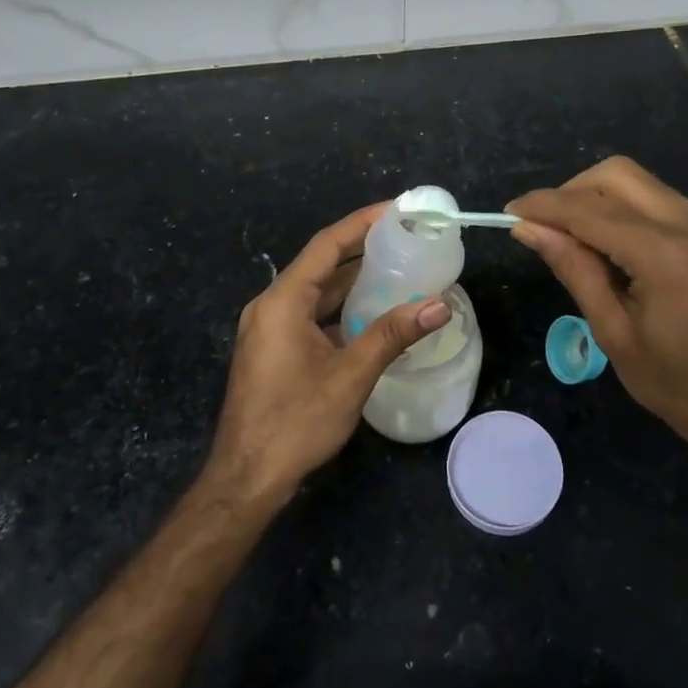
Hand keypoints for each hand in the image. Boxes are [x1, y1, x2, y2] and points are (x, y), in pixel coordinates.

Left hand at [208, 203, 451, 502]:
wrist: (247, 478)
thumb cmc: (295, 422)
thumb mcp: (350, 376)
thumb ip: (393, 334)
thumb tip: (440, 305)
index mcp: (282, 301)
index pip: (326, 245)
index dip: (361, 223)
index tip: (395, 209)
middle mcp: (271, 306)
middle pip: (321, 264)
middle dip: (361, 249)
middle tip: (404, 238)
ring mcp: (268, 328)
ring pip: (316, 291)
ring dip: (352, 280)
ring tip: (396, 267)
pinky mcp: (273, 349)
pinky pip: (310, 313)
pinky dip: (340, 307)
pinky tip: (371, 312)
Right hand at [508, 157, 687, 454]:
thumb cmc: (679, 384)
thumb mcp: (615, 333)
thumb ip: (574, 270)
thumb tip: (529, 229)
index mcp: (664, 254)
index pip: (588, 210)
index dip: (543, 206)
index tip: (509, 213)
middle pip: (615, 175)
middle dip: (570, 191)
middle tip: (544, 226)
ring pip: (637, 181)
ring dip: (596, 196)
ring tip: (570, 234)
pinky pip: (657, 199)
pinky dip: (623, 207)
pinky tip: (608, 240)